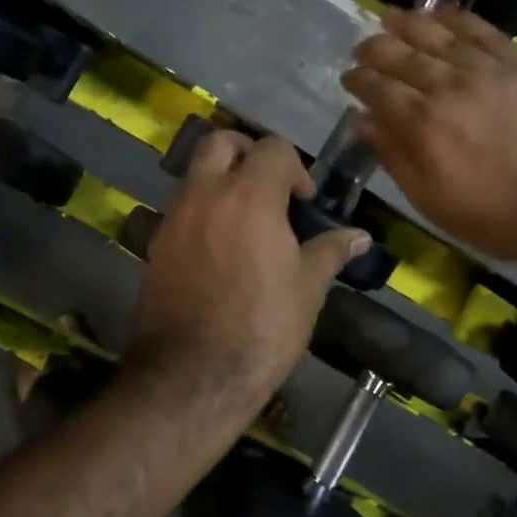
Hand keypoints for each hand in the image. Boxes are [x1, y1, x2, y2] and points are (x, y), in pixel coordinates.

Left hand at [128, 132, 370, 418]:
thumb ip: (331, 251)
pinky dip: (202, 211)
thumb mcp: (307, 288)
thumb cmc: (262, 328)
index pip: (273, 148)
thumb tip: (360, 236)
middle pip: (220, 141)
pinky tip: (220, 249)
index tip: (304, 203)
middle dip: (247, 152)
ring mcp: (174, 218)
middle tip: (268, 187)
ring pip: (196, 173)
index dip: (295, 168)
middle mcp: (206, 194)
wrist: (193, 375)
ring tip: (245, 220)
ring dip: (221, 180)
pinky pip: (181, 208)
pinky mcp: (156, 244)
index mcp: (250, 196)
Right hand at [342, 6, 516, 264]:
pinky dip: (459, 18)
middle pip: (401, 54)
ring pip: (438, 35)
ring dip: (408, 23)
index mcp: (421, 123)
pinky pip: (484, 31)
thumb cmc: (494, 215)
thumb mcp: (429, 199)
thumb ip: (393, 155)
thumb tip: (362, 120)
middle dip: (374, 48)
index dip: (358, 80)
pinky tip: (442, 13)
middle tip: (363, 47)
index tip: (349, 78)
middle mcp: (448, 86)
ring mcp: (487, 70)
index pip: (377, 88)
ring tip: (390, 17)